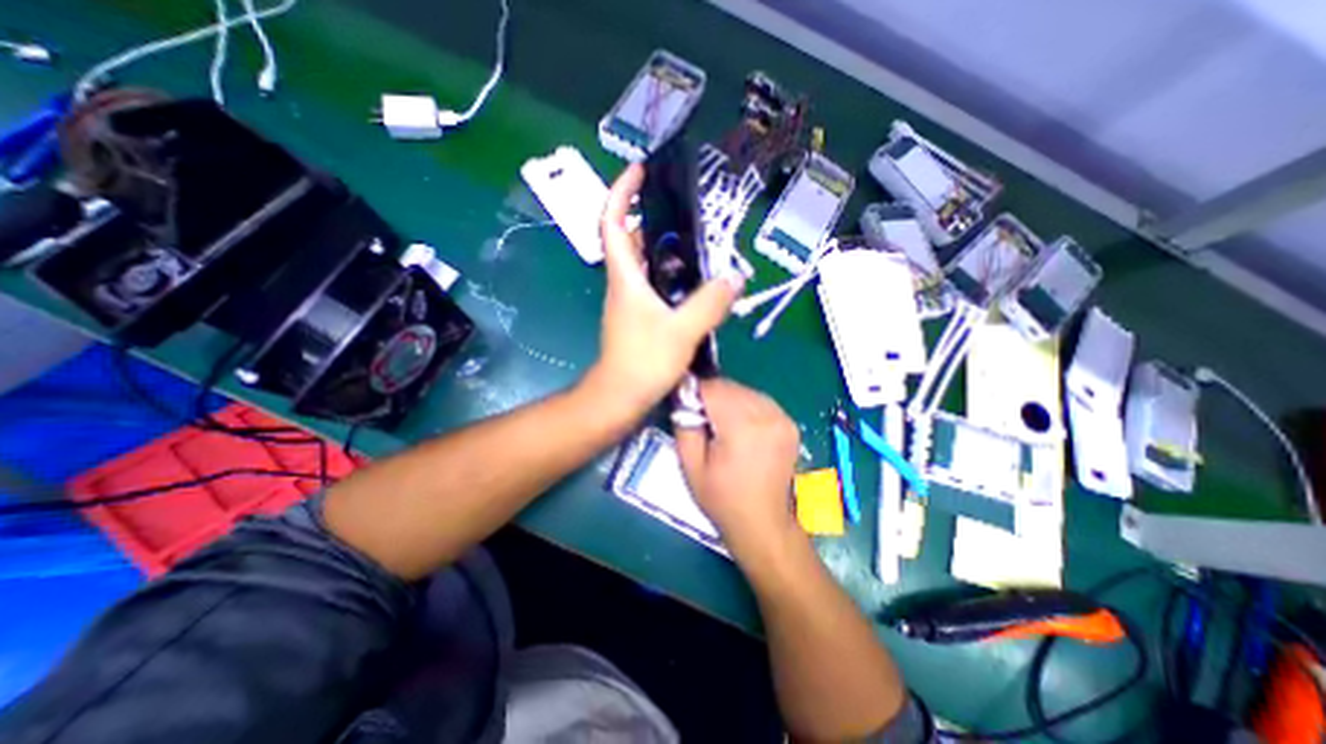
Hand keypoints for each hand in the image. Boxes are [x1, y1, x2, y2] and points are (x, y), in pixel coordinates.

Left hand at [582, 164, 742, 417]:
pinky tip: (696, 286)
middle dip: (652, 219)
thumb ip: (710, 302)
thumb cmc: (642, 362)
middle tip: (686, 214)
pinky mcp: (639, 319)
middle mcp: (623, 284)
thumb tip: (735, 276)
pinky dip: (672, 278)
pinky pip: (655, 287)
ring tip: (699, 246)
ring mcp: (630, 303)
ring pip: (645, 265)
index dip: (622, 192)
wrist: (620, 398)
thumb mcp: (682, 330)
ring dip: (666, 250)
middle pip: (631, 240)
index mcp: (625, 277)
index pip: (614, 223)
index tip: (639, 170)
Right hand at [673, 379, 796, 554]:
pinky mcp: (790, 424)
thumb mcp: (691, 466)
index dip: (695, 392)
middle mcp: (767, 415)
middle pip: (730, 387)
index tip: (686, 405)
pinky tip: (740, 428)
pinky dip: (745, 407)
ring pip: (745, 391)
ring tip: (721, 425)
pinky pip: (760, 402)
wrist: (763, 524)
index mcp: (742, 426)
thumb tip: (683, 398)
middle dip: (711, 396)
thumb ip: (684, 426)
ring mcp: (782, 418)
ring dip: (729, 400)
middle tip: (701, 418)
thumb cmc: (722, 499)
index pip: (713, 388)